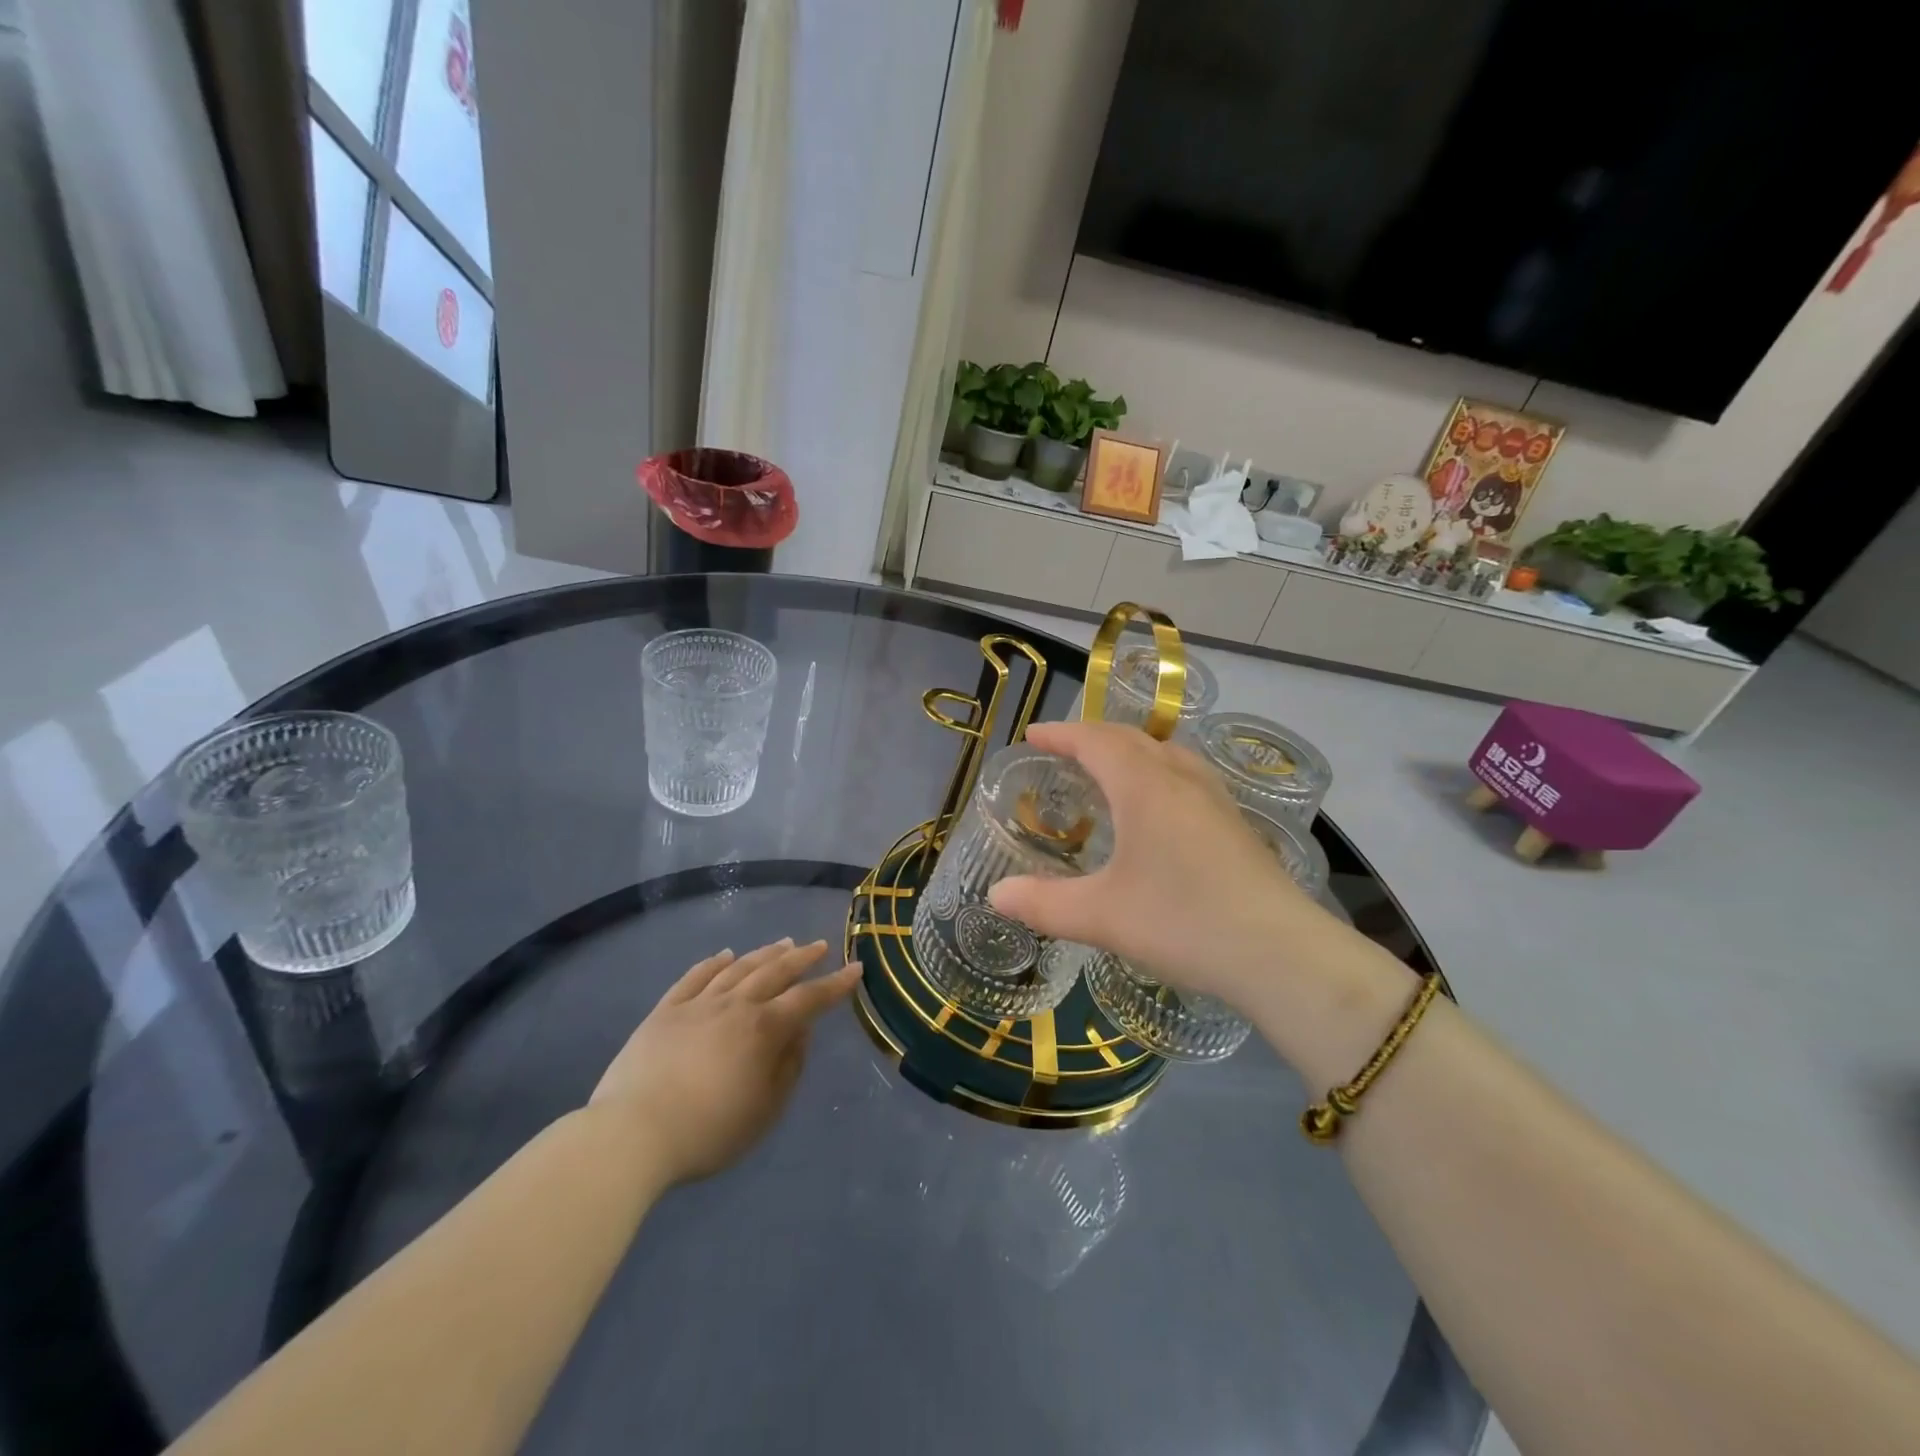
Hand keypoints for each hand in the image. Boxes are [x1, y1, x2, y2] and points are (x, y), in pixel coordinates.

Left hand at [589, 939, 859, 1185]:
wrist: (633, 1134)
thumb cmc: (708, 1132)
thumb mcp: (765, 1110)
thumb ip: (789, 1067)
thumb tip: (801, 1032)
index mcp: (764, 1029)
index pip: (809, 999)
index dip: (835, 984)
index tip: (855, 968)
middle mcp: (735, 1005)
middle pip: (775, 972)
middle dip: (801, 958)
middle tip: (819, 945)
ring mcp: (698, 1004)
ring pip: (738, 968)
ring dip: (764, 954)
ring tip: (782, 943)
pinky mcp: (665, 1011)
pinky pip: (695, 977)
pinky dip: (714, 963)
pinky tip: (724, 955)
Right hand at [988, 721, 1327, 1007]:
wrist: (1280, 953)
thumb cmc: (1182, 921)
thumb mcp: (1101, 916)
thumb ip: (1043, 903)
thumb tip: (996, 896)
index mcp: (1144, 786)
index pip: (1095, 741)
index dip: (1062, 734)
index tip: (1034, 735)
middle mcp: (1181, 779)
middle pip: (1132, 738)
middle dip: (1093, 737)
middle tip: (1063, 751)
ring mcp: (1215, 799)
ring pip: (1167, 753)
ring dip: (1131, 751)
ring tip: (1109, 771)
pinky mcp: (1235, 824)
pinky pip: (1187, 776)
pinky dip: (1158, 773)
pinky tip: (1160, 809)